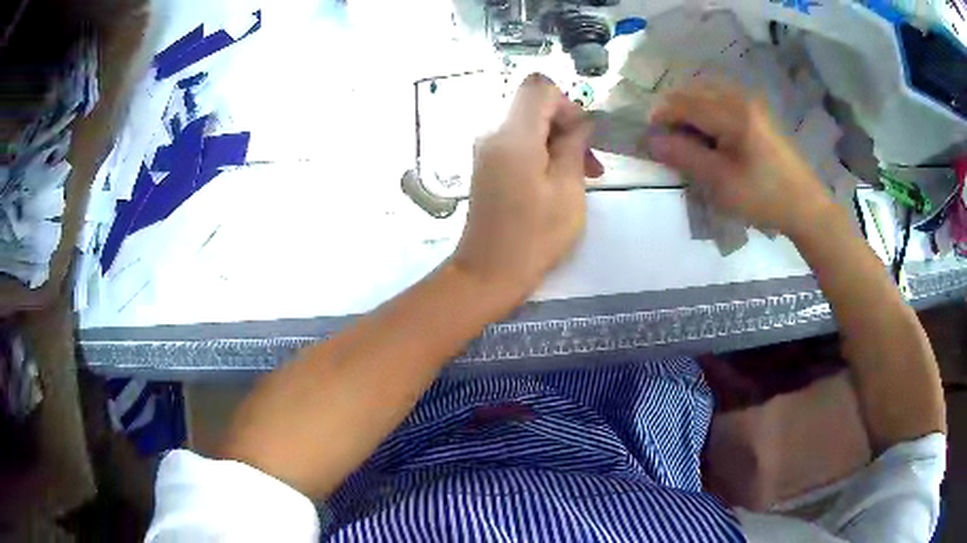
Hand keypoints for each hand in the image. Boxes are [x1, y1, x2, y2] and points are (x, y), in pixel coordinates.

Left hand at [450, 74, 602, 301]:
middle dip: (566, 123)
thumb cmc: (534, 235)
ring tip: (582, 175)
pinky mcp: (486, 165)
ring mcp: (486, 150)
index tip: (583, 135)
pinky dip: (541, 151)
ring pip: (528, 124)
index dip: (567, 102)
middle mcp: (493, 133)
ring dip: (557, 140)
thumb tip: (580, 122)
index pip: (539, 87)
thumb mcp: (567, 190)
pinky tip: (557, 180)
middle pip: (533, 104)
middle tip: (590, 162)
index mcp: (513, 134)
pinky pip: (517, 142)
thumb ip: (574, 146)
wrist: (488, 272)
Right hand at [648, 82, 832, 235]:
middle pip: (692, 92)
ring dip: (689, 112)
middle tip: (669, 144)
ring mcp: (750, 102)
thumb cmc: (763, 197)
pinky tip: (709, 137)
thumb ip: (683, 156)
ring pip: (705, 94)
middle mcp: (739, 97)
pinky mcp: (756, 111)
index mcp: (731, 112)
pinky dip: (705, 113)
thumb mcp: (720, 182)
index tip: (649, 142)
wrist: (805, 206)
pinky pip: (720, 100)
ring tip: (687, 142)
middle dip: (673, 113)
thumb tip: (650, 140)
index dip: (659, 118)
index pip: (682, 102)